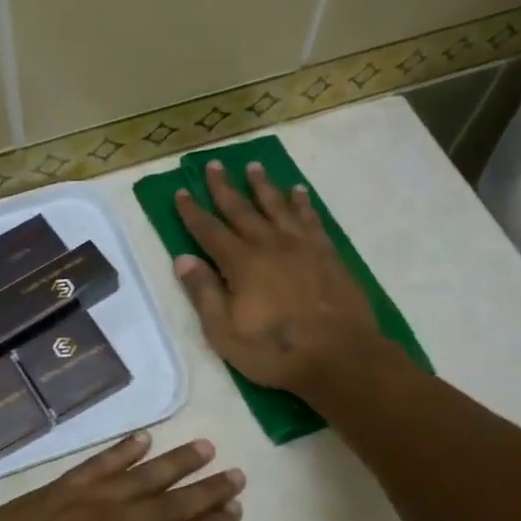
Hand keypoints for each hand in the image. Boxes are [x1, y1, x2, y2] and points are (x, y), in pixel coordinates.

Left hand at [0, 432, 242, 520]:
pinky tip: (143, 439)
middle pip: (171, 504)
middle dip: (206, 489)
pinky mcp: (56, 490)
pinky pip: (97, 464)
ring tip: (203, 447)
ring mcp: (85, 503)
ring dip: (175, 462)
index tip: (235, 508)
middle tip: (235, 473)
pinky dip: (122, 451)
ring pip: (141, 476)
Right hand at [173, 160, 385, 392]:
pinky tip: (298, 192)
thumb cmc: (276, 352)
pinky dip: (302, 203)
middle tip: (214, 164)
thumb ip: (204, 294)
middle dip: (224, 187)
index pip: (209, 231)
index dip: (192, 212)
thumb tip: (182, 259)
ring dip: (263, 186)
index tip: (181, 192)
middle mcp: (269, 245)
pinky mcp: (327, 253)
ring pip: (277, 206)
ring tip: (254, 167)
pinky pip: (310, 218)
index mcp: (241, 264)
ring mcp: (301, 246)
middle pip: (241, 209)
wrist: (340, 356)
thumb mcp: (225, 334)